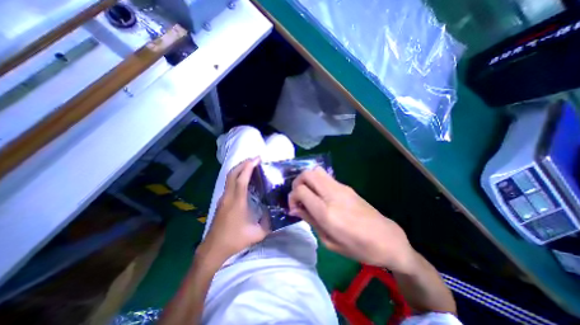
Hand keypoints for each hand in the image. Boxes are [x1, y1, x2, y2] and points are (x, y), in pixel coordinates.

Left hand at [199, 158, 268, 263]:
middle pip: (233, 174)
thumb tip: (276, 214)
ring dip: (239, 169)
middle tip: (254, 159)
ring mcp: (223, 198)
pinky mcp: (221, 201)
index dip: (248, 167)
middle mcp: (228, 197)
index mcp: (237, 202)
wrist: (213, 249)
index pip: (241, 179)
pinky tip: (243, 179)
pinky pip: (229, 183)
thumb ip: (268, 223)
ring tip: (250, 165)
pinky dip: (236, 176)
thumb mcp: (256, 234)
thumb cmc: (234, 240)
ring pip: (229, 177)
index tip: (256, 159)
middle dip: (243, 164)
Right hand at [289, 168, 416, 271]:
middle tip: (298, 196)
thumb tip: (295, 209)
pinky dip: (317, 182)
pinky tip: (321, 195)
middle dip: (297, 182)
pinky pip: (326, 177)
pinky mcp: (347, 186)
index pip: (301, 190)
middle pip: (307, 174)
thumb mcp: (329, 241)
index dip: (292, 196)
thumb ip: (310, 220)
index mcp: (327, 212)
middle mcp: (333, 195)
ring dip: (307, 179)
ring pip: (316, 171)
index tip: (294, 208)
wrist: (387, 239)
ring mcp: (341, 188)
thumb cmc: (358, 247)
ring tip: (308, 194)